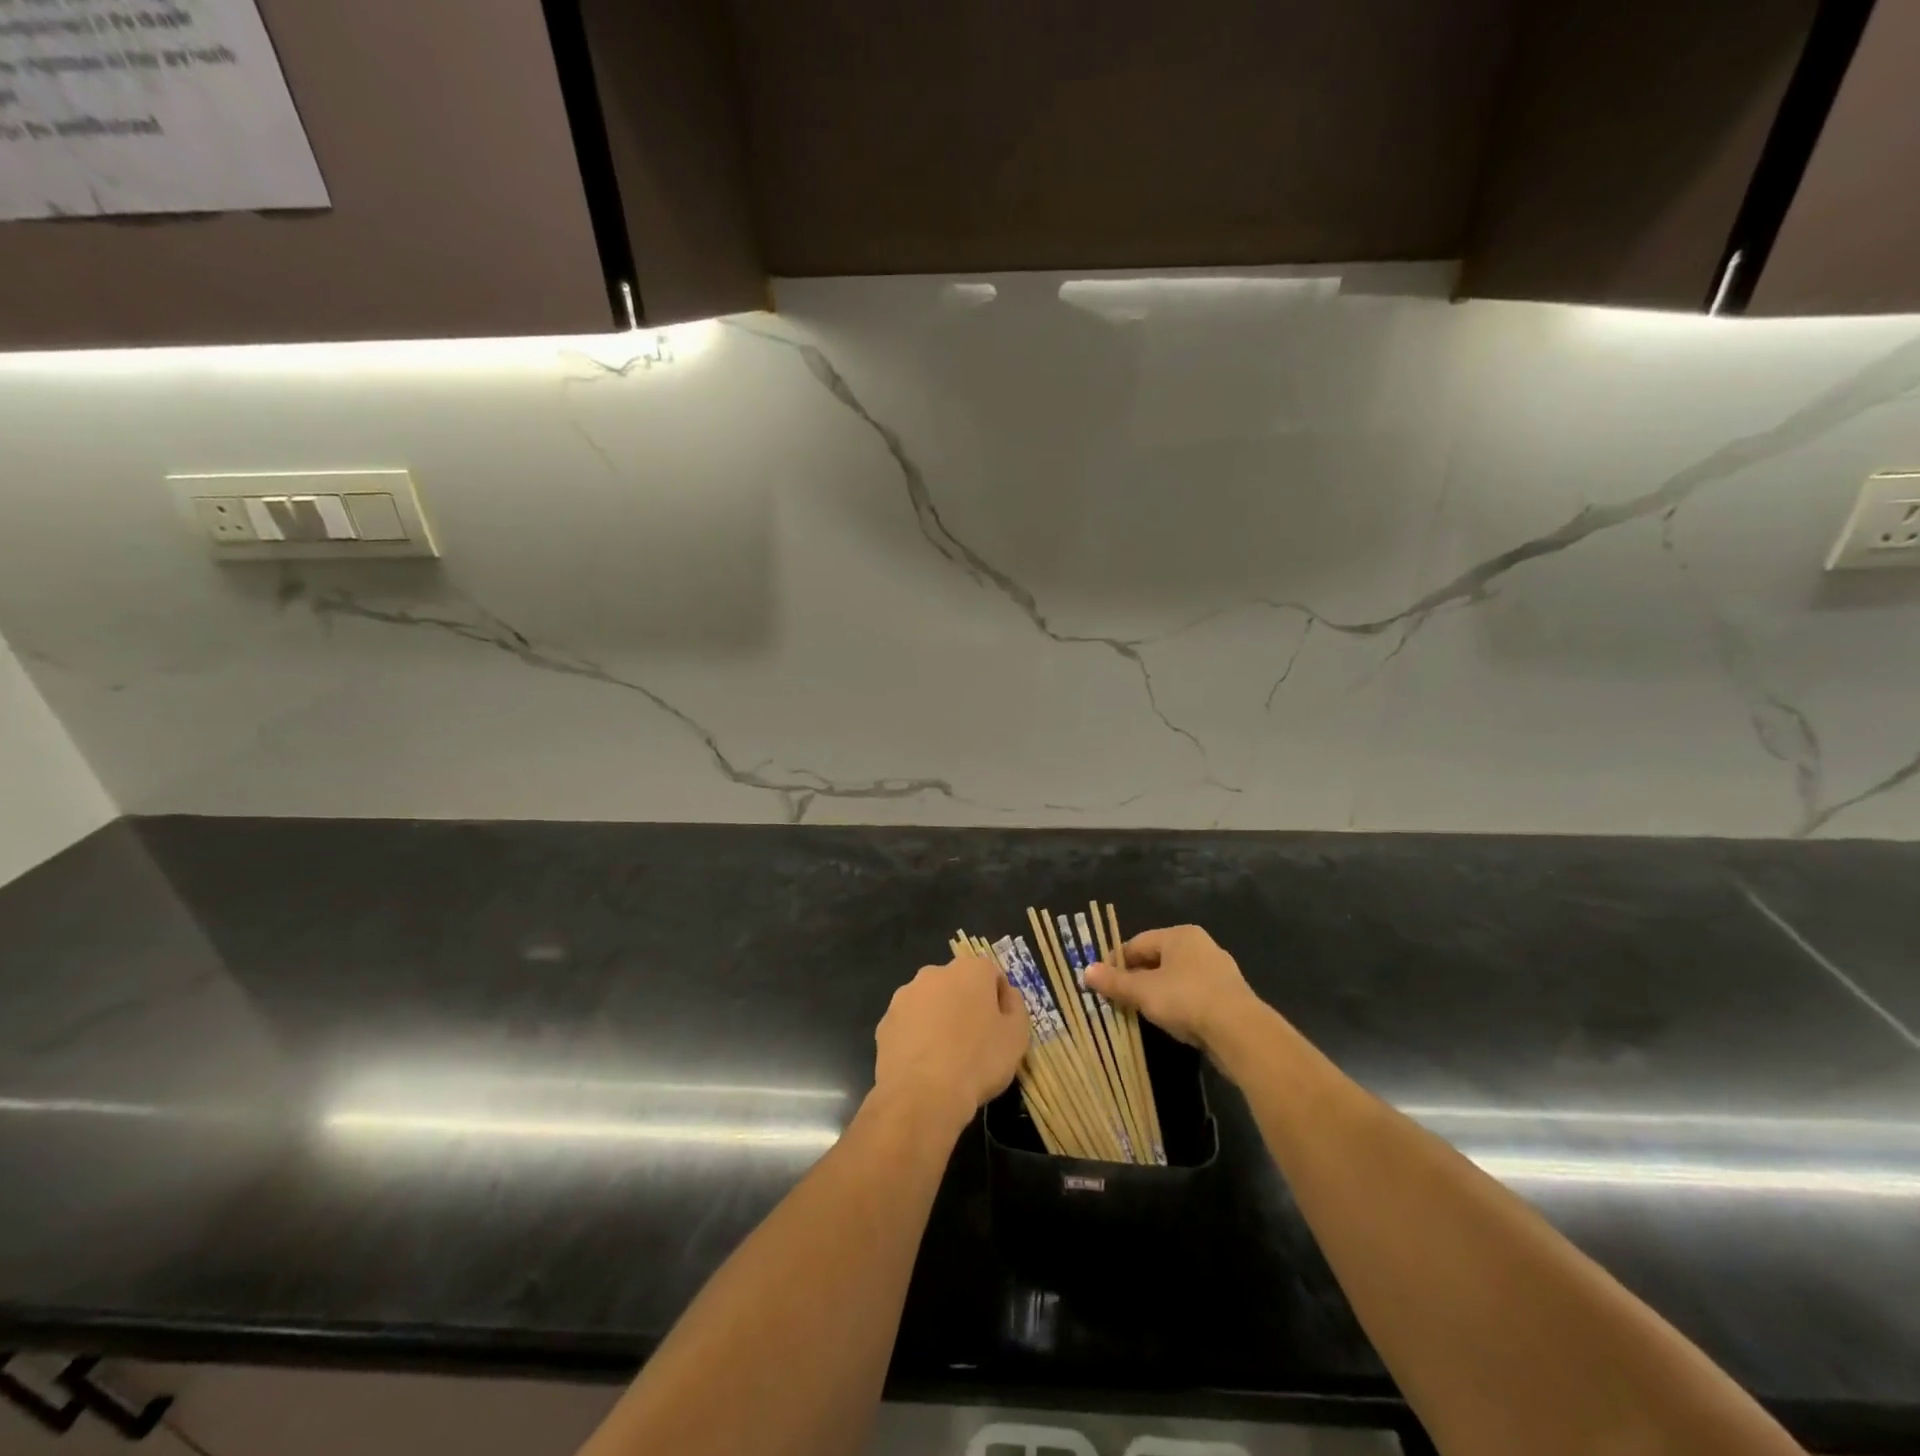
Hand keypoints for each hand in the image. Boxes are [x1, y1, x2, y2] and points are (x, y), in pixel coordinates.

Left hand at [873, 954, 1029, 1129]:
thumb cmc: (978, 1061)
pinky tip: (925, 1065)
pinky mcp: (885, 1022)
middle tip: (975, 1040)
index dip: (998, 999)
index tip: (1000, 1026)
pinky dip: (917, 1037)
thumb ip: (1015, 1007)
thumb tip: (1006, 995)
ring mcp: (905, 996)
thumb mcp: (1017, 1036)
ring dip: (939, 1018)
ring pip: (930, 1002)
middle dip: (965, 1005)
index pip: (990, 974)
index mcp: (969, 970)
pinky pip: (909, 1024)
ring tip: (947, 1056)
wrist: (923, 1095)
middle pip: (957, 984)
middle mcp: (934, 973)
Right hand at [1085, 924, 1262, 1055]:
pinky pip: (1194, 994)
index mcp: (1180, 935)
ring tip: (1142, 1012)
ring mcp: (1219, 971)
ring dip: (1158, 992)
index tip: (1102, 982)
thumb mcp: (1143, 991)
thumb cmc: (1186, 999)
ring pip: (1177, 978)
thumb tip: (1086, 971)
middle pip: (1158, 959)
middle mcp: (1201, 945)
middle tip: (1119, 998)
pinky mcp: (1230, 996)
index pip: (1137, 943)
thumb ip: (1114, 982)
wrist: (1240, 1032)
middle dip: (1137, 978)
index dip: (1116, 962)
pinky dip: (1179, 1004)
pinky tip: (1173, 1021)